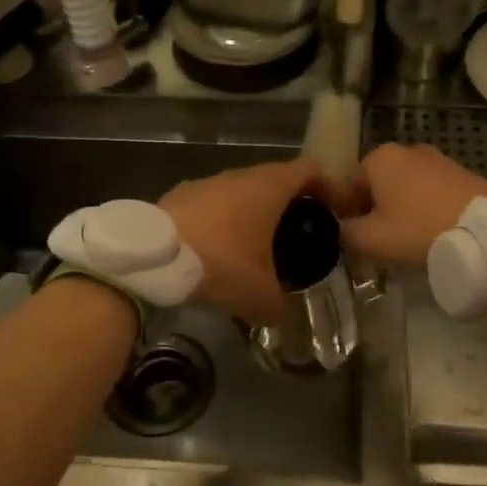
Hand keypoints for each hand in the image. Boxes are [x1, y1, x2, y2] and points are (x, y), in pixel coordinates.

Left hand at [160, 158, 352, 323]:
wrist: (151, 257)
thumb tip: (282, 316)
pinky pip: (213, 204)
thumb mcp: (259, 295)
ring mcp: (207, 182)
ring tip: (256, 246)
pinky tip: (217, 250)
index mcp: (269, 186)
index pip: (311, 169)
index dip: (329, 187)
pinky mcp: (180, 195)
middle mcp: (240, 175)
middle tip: (298, 234)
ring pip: (241, 191)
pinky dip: (223, 221)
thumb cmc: (220, 263)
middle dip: (290, 204)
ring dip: (253, 212)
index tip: (335, 212)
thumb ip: (279, 305)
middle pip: (276, 179)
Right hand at [340, 144, 486, 267]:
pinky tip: (434, 234)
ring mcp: (439, 160)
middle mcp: (408, 150)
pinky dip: (427, 211)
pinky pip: (432, 193)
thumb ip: (344, 233)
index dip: (347, 215)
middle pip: (378, 185)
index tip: (356, 240)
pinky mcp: (464, 174)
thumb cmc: (419, 231)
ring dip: (402, 211)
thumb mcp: (370, 240)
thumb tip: (341, 229)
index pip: (348, 186)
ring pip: (406, 189)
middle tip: (381, 243)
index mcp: (380, 158)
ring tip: (410, 242)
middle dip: (376, 211)